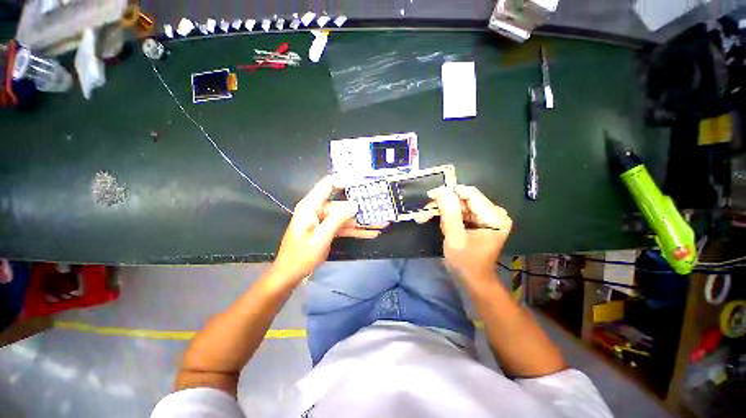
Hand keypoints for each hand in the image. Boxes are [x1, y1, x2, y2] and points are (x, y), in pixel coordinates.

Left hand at [272, 177, 382, 283]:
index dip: (345, 179)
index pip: (328, 184)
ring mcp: (323, 221)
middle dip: (361, 208)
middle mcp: (317, 210)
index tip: (362, 180)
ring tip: (381, 223)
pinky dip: (355, 230)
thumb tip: (355, 204)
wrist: (290, 275)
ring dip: (362, 221)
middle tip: (379, 207)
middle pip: (342, 204)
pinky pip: (343, 227)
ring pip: (345, 217)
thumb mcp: (321, 237)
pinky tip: (371, 233)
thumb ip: (338, 219)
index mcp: (311, 206)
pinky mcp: (327, 230)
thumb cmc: (301, 256)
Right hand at [425, 185, 511, 279]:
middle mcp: (494, 213)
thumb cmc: (466, 263)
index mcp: (494, 217)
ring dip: (442, 210)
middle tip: (424, 211)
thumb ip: (450, 214)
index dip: (449, 192)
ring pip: (459, 205)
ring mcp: (486, 217)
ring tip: (426, 217)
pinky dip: (447, 216)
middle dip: (443, 204)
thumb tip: (442, 191)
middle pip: (464, 199)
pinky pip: (460, 212)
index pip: (470, 194)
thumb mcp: (455, 239)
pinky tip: (440, 224)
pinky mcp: (479, 221)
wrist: (473, 280)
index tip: (430, 195)